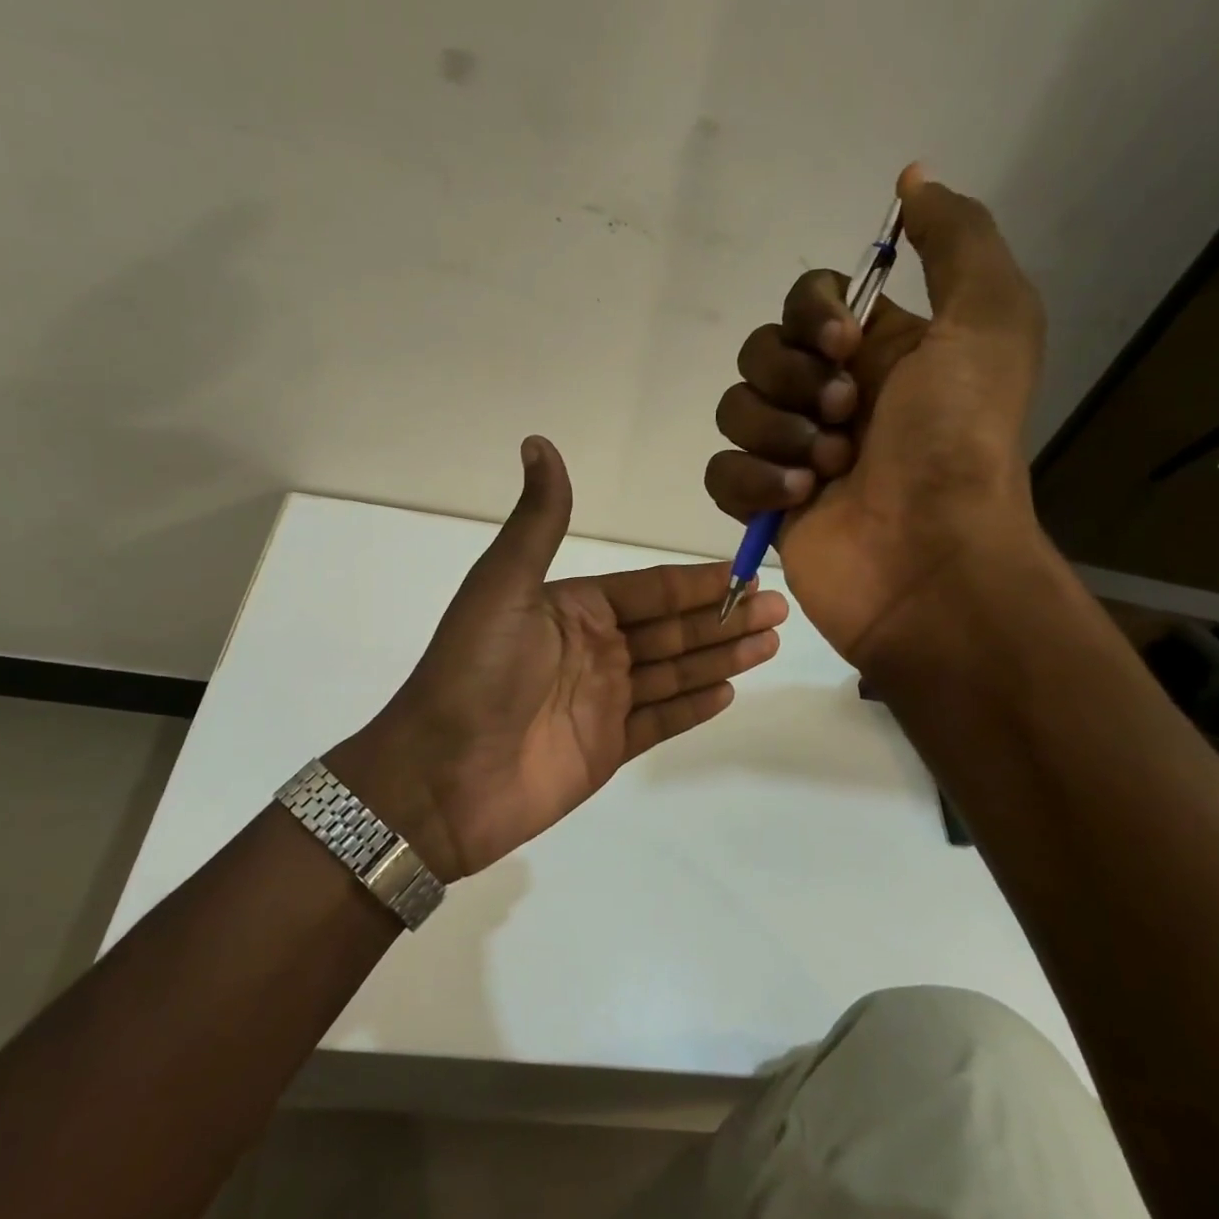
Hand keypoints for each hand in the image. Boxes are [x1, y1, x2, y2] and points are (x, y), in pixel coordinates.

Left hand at [327, 437, 786, 879]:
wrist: (440, 776)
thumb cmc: (475, 673)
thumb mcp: (503, 586)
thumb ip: (537, 521)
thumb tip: (538, 442)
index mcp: (572, 609)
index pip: (649, 590)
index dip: (698, 582)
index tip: (746, 574)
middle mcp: (592, 650)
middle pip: (671, 630)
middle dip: (723, 618)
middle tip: (779, 609)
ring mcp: (601, 702)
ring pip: (674, 672)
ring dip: (721, 656)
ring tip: (770, 642)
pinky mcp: (606, 749)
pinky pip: (661, 720)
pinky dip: (694, 705)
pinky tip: (730, 689)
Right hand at [704, 163, 1046, 666]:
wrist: (930, 560)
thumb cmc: (959, 442)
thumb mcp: (989, 320)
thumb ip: (956, 240)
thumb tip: (912, 181)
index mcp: (880, 352)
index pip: (807, 299)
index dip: (811, 312)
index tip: (842, 342)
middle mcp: (832, 397)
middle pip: (760, 351)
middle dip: (793, 380)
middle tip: (845, 416)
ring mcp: (793, 453)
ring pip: (734, 409)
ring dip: (778, 434)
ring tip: (828, 469)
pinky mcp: (763, 504)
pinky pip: (720, 471)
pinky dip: (752, 481)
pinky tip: (798, 500)